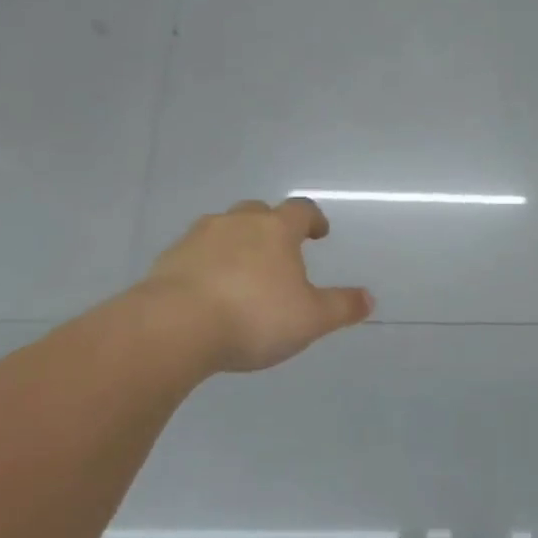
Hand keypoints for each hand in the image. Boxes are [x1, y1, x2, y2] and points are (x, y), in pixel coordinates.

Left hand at [144, 198, 372, 372]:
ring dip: (235, 243)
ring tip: (242, 272)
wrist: (174, 327)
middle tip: (279, 251)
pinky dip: (206, 264)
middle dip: (271, 227)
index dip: (313, 219)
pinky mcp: (168, 259)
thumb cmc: (254, 317)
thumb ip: (341, 307)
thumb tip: (369, 298)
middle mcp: (237, 223)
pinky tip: (208, 291)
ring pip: (222, 229)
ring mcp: (198, 238)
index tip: (319, 233)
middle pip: (258, 212)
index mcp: (276, 230)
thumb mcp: (310, 319)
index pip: (301, 210)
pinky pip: (194, 254)